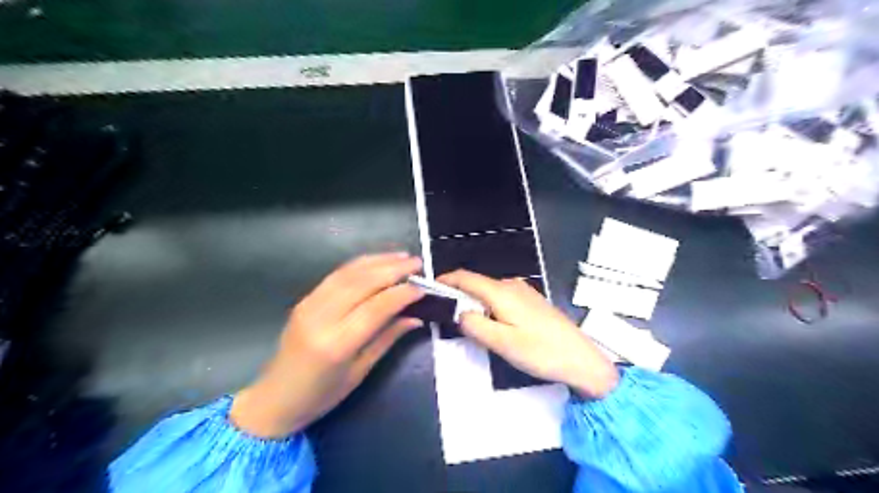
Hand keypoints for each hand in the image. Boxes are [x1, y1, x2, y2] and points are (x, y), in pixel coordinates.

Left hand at [229, 253, 425, 435]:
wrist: (274, 399)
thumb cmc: (321, 395)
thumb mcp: (360, 372)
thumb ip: (388, 338)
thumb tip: (416, 317)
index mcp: (337, 344)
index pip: (376, 308)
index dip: (402, 293)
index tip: (423, 286)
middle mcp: (321, 318)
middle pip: (362, 283)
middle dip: (393, 269)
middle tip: (417, 263)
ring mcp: (309, 304)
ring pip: (348, 273)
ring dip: (378, 261)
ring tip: (402, 256)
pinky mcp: (305, 299)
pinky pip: (336, 275)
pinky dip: (360, 265)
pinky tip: (376, 261)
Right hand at [437, 268, 615, 397]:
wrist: (581, 358)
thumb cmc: (540, 351)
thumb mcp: (502, 343)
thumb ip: (475, 325)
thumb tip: (459, 312)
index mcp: (501, 292)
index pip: (466, 277)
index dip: (445, 280)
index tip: (429, 289)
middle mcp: (511, 285)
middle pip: (476, 284)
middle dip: (458, 295)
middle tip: (445, 315)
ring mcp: (523, 291)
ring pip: (488, 292)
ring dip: (474, 303)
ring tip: (466, 324)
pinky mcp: (531, 301)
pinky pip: (501, 298)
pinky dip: (488, 306)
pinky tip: (491, 324)